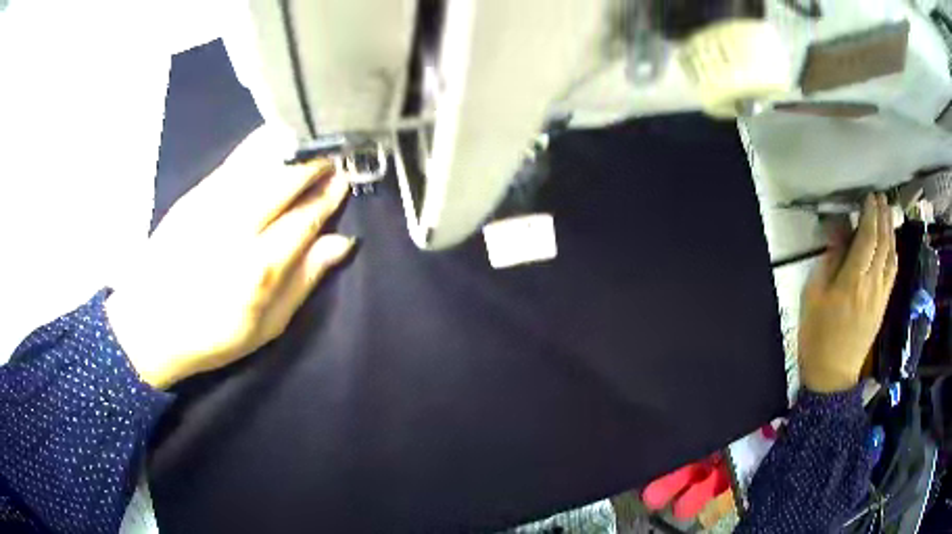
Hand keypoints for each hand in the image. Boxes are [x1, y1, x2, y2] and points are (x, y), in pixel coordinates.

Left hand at [106, 128, 354, 388]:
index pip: (305, 218)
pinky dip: (261, 145)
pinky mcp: (195, 194)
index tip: (345, 181)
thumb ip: (304, 281)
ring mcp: (212, 204)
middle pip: (285, 179)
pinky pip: (236, 159)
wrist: (151, 322)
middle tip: (333, 158)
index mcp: (260, 268)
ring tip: (310, 144)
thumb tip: (340, 242)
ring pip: (261, 160)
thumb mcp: (267, 325)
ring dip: (292, 147)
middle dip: (315, 164)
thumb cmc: (213, 334)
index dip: (329, 197)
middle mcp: (237, 227)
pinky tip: (275, 140)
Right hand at [798, 193, 897, 392]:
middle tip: (881, 198)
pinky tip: (892, 244)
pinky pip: (892, 273)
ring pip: (891, 256)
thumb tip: (840, 234)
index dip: (870, 214)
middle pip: (883, 243)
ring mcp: (880, 295)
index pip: (867, 238)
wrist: (832, 375)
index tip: (870, 196)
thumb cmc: (817, 335)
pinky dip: (893, 253)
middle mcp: (871, 284)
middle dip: (883, 217)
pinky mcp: (883, 306)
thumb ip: (829, 262)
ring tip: (888, 213)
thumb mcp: (813, 296)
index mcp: (852, 281)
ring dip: (891, 231)